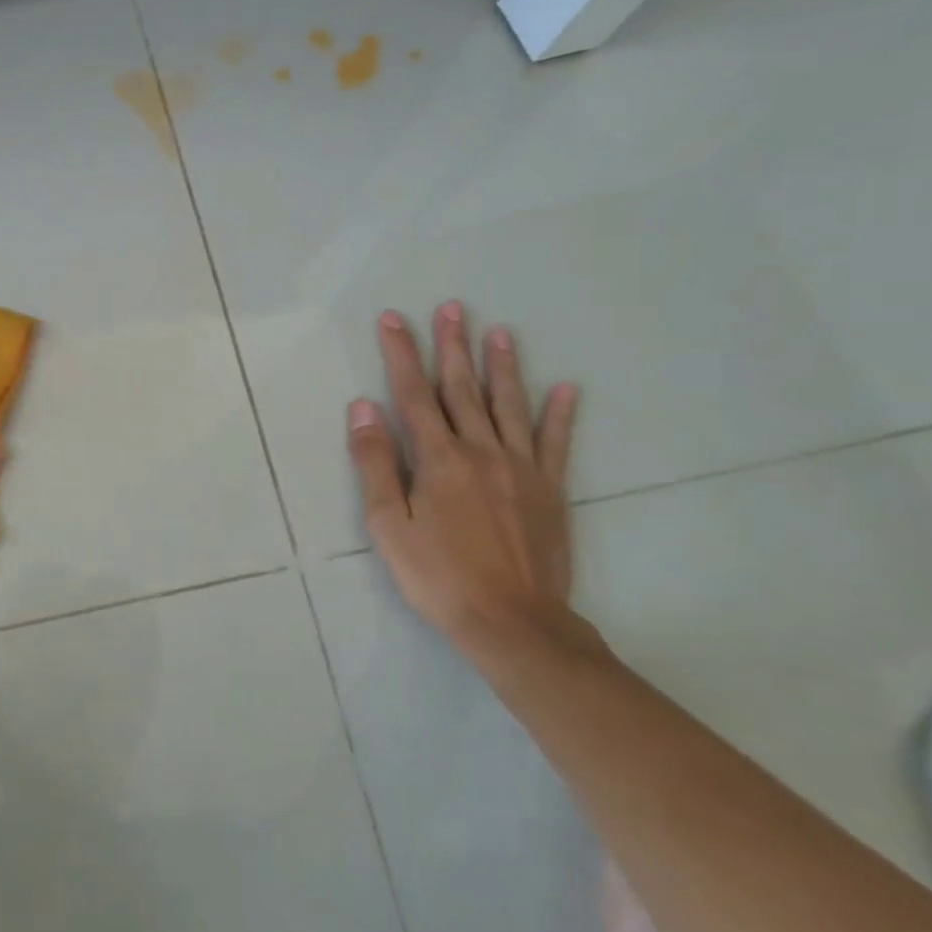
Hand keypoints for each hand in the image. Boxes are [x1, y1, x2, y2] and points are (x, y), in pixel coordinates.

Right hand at [346, 301, 580, 654]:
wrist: (513, 623)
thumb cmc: (437, 575)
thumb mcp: (388, 524)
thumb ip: (376, 462)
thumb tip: (364, 407)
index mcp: (438, 459)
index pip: (414, 394)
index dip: (402, 353)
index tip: (394, 319)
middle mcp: (480, 451)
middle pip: (462, 389)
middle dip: (452, 346)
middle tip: (452, 307)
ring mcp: (520, 468)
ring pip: (508, 405)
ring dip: (502, 366)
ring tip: (500, 332)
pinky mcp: (549, 489)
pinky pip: (555, 443)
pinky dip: (561, 414)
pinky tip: (567, 387)